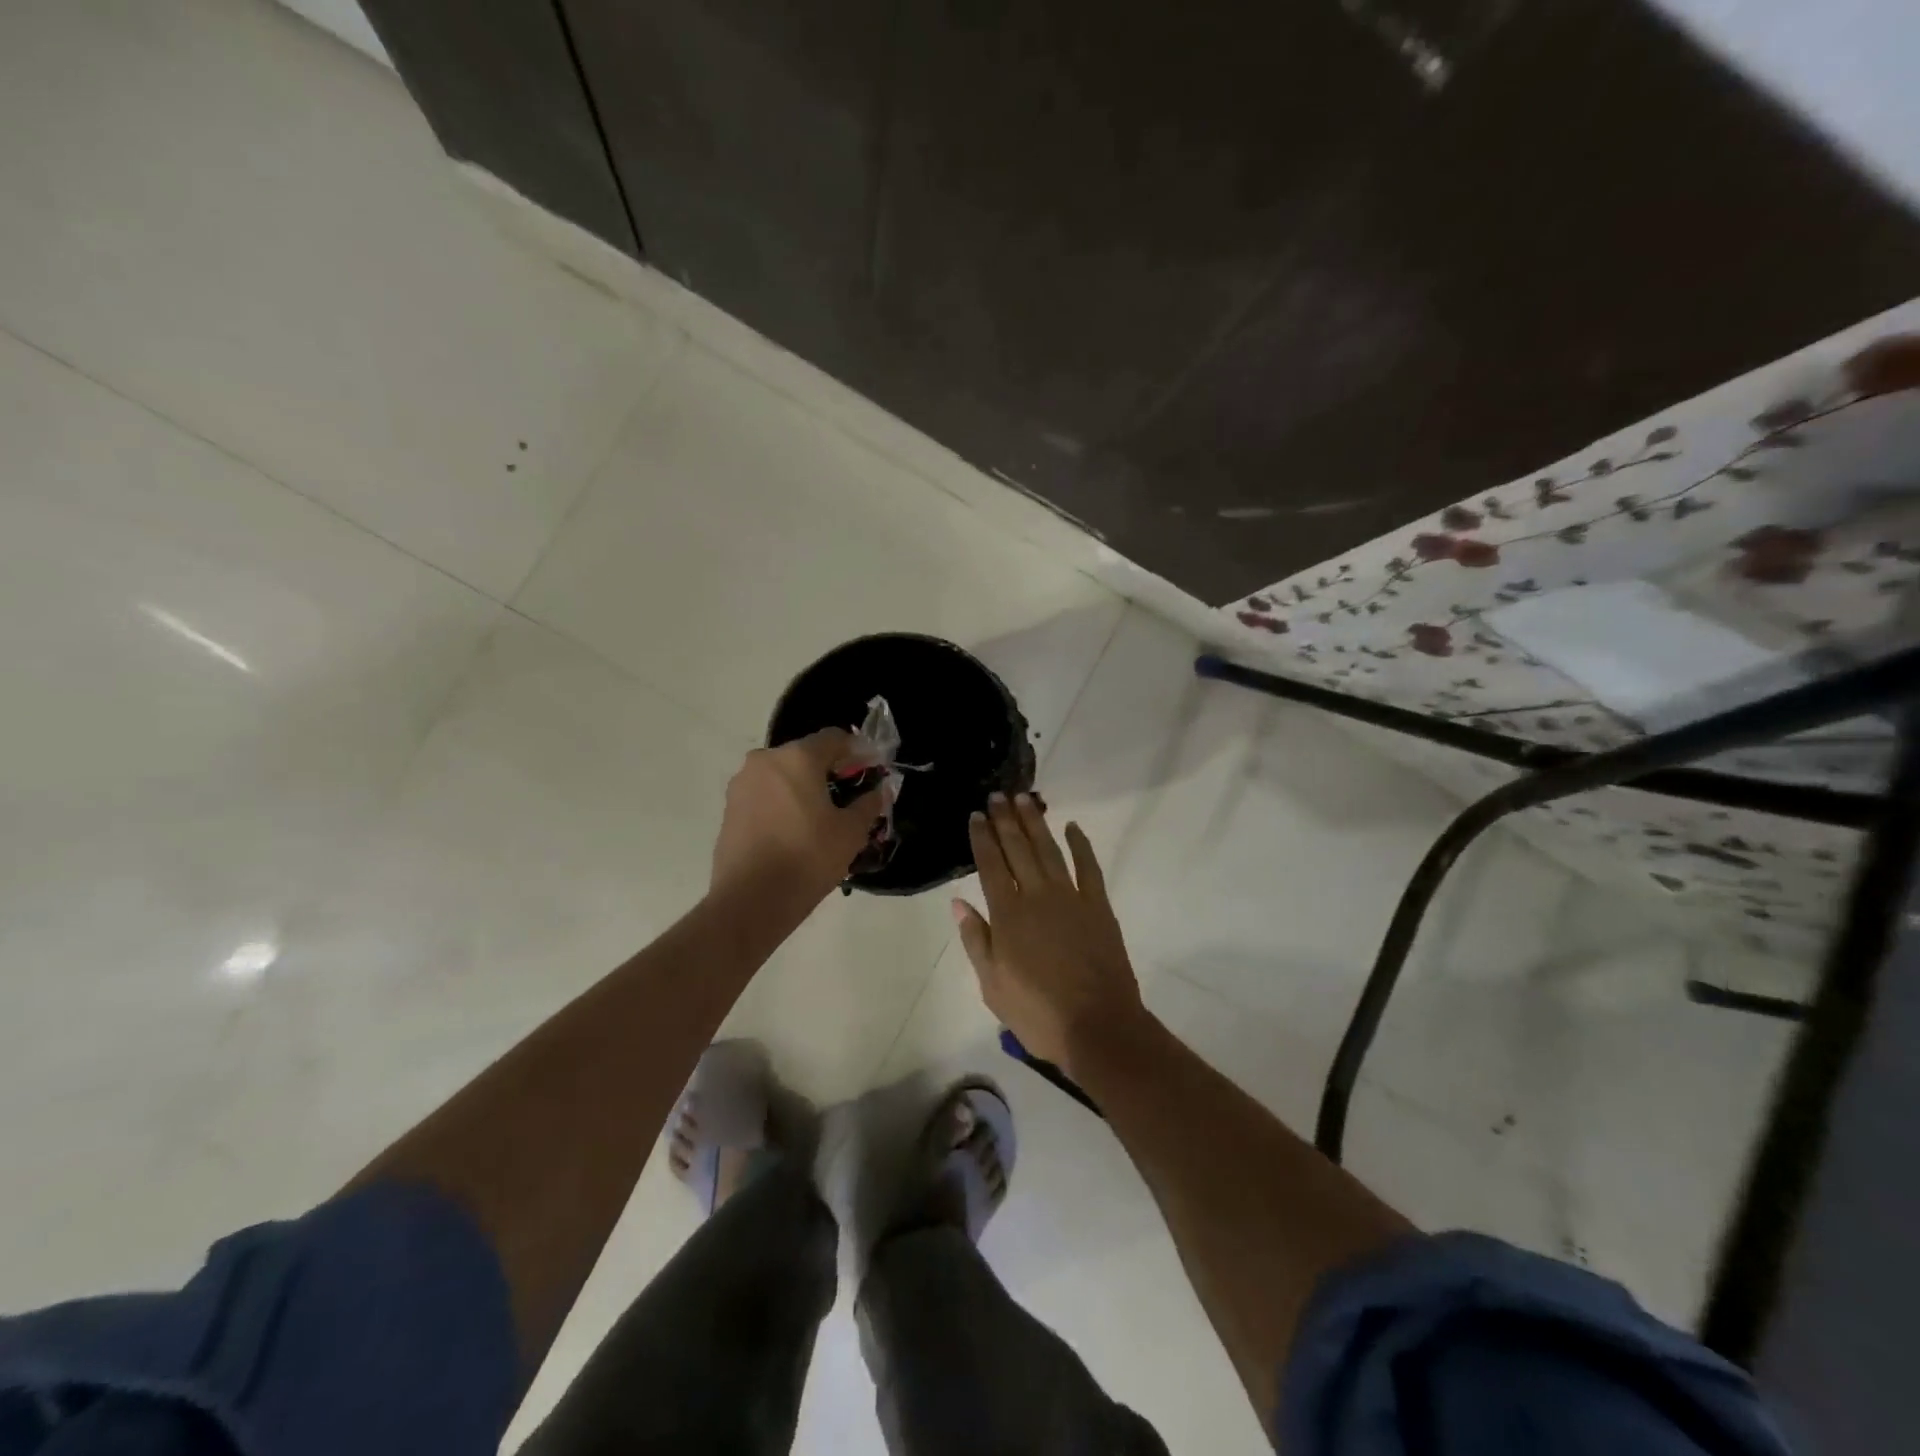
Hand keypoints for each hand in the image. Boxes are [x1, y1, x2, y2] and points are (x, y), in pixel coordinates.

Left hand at [712, 730, 888, 900]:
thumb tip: (877, 791)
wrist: (751, 900)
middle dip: (829, 770)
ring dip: (803, 787)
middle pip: (805, 755)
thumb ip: (868, 804)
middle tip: (848, 796)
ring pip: (782, 775)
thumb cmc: (808, 858)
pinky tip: (794, 830)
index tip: (871, 771)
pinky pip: (764, 795)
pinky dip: (782, 803)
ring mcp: (742, 784)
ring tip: (820, 818)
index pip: (834, 738)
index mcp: (797, 757)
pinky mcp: (729, 808)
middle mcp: (765, 761)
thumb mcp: (850, 832)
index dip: (857, 751)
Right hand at [953, 794, 1146, 1075]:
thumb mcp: (992, 985)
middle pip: (1018, 849)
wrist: (1098, 1027)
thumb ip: (976, 940)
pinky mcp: (1098, 906)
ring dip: (1036, 823)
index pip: (990, 866)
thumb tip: (959, 903)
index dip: (982, 839)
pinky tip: (1072, 827)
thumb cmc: (1038, 1013)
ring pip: (1049, 850)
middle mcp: (1037, 897)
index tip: (976, 815)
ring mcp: (1071, 898)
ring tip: (1025, 799)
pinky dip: (1081, 845)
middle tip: (997, 795)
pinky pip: (1089, 867)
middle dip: (1005, 821)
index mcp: (1008, 915)